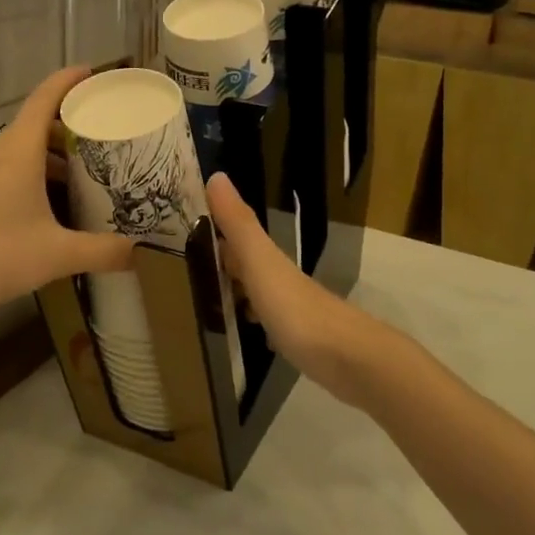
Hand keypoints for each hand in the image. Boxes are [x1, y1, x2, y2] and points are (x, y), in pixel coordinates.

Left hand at [0, 68, 134, 324]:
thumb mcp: (58, 255)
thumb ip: (103, 251)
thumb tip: (140, 253)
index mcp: (18, 152)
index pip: (45, 99)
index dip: (69, 81)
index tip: (93, 72)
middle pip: (35, 124)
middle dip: (70, 126)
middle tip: (104, 136)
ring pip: (20, 150)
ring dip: (51, 156)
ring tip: (82, 175)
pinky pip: (5, 169)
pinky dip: (31, 173)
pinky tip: (47, 206)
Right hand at [206, 173, 382, 407]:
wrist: (351, 360)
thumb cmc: (297, 309)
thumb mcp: (261, 262)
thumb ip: (238, 224)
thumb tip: (216, 174)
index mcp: (268, 259)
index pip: (236, 234)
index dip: (214, 225)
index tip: (183, 222)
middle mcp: (281, 278)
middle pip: (247, 262)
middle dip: (222, 259)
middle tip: (186, 262)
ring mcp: (293, 309)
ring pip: (258, 291)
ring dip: (237, 289)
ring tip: (206, 297)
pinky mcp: (300, 338)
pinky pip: (269, 321)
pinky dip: (254, 319)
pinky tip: (247, 330)